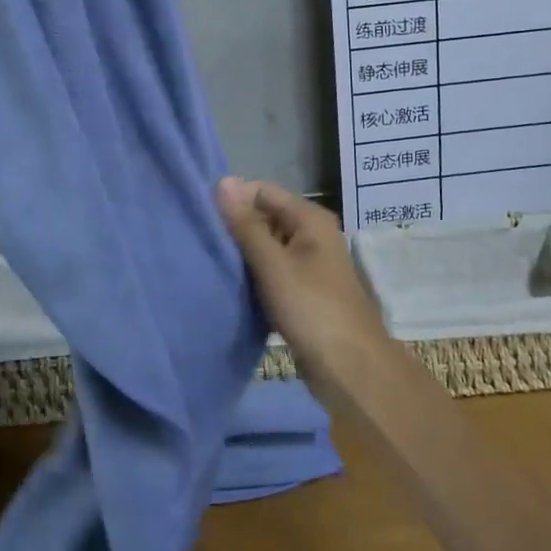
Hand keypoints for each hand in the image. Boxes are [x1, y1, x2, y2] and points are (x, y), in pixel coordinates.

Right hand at [217, 177, 389, 378]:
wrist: (351, 369)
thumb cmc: (312, 309)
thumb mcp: (273, 264)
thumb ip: (246, 224)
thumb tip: (223, 181)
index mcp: (310, 219)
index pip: (262, 191)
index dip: (233, 200)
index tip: (201, 217)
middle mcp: (311, 234)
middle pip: (265, 217)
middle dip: (235, 228)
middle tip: (199, 241)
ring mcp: (309, 264)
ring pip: (267, 247)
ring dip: (242, 254)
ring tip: (208, 261)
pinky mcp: (304, 291)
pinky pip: (272, 272)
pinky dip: (253, 275)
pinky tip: (230, 285)